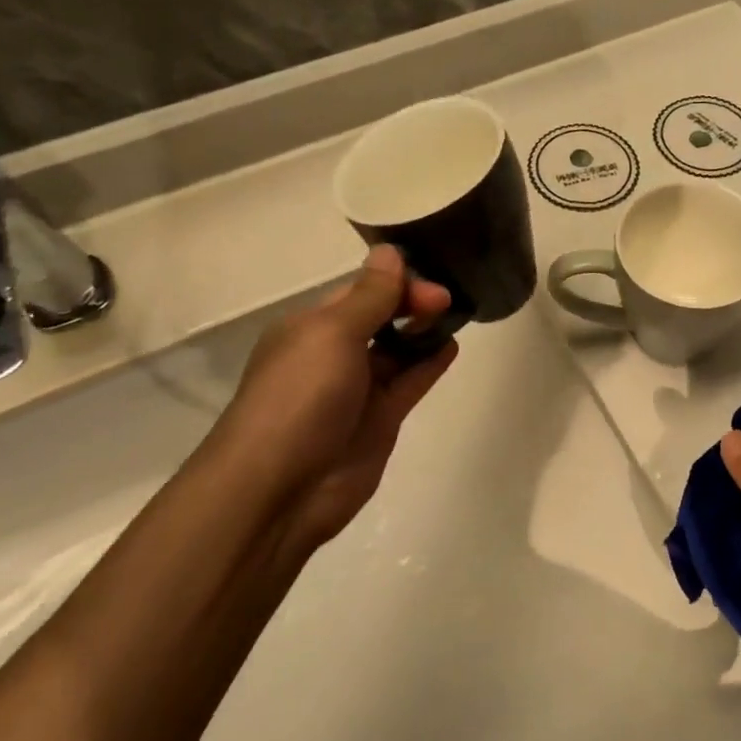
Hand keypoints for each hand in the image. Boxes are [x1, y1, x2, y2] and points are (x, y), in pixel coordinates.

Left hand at [199, 245, 456, 557]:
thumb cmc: (300, 398)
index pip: (360, 290)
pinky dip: (430, 363)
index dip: (396, 281)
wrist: (281, 489)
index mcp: (311, 327)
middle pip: (381, 316)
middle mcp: (333, 354)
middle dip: (412, 302)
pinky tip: (451, 346)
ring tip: (458, 313)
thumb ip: (369, 295)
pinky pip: (410, 382)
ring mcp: (358, 389)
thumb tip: (389, 251)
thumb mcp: (332, 334)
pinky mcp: (380, 420)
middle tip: (447, 300)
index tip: (431, 281)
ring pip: (398, 349)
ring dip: (424, 330)